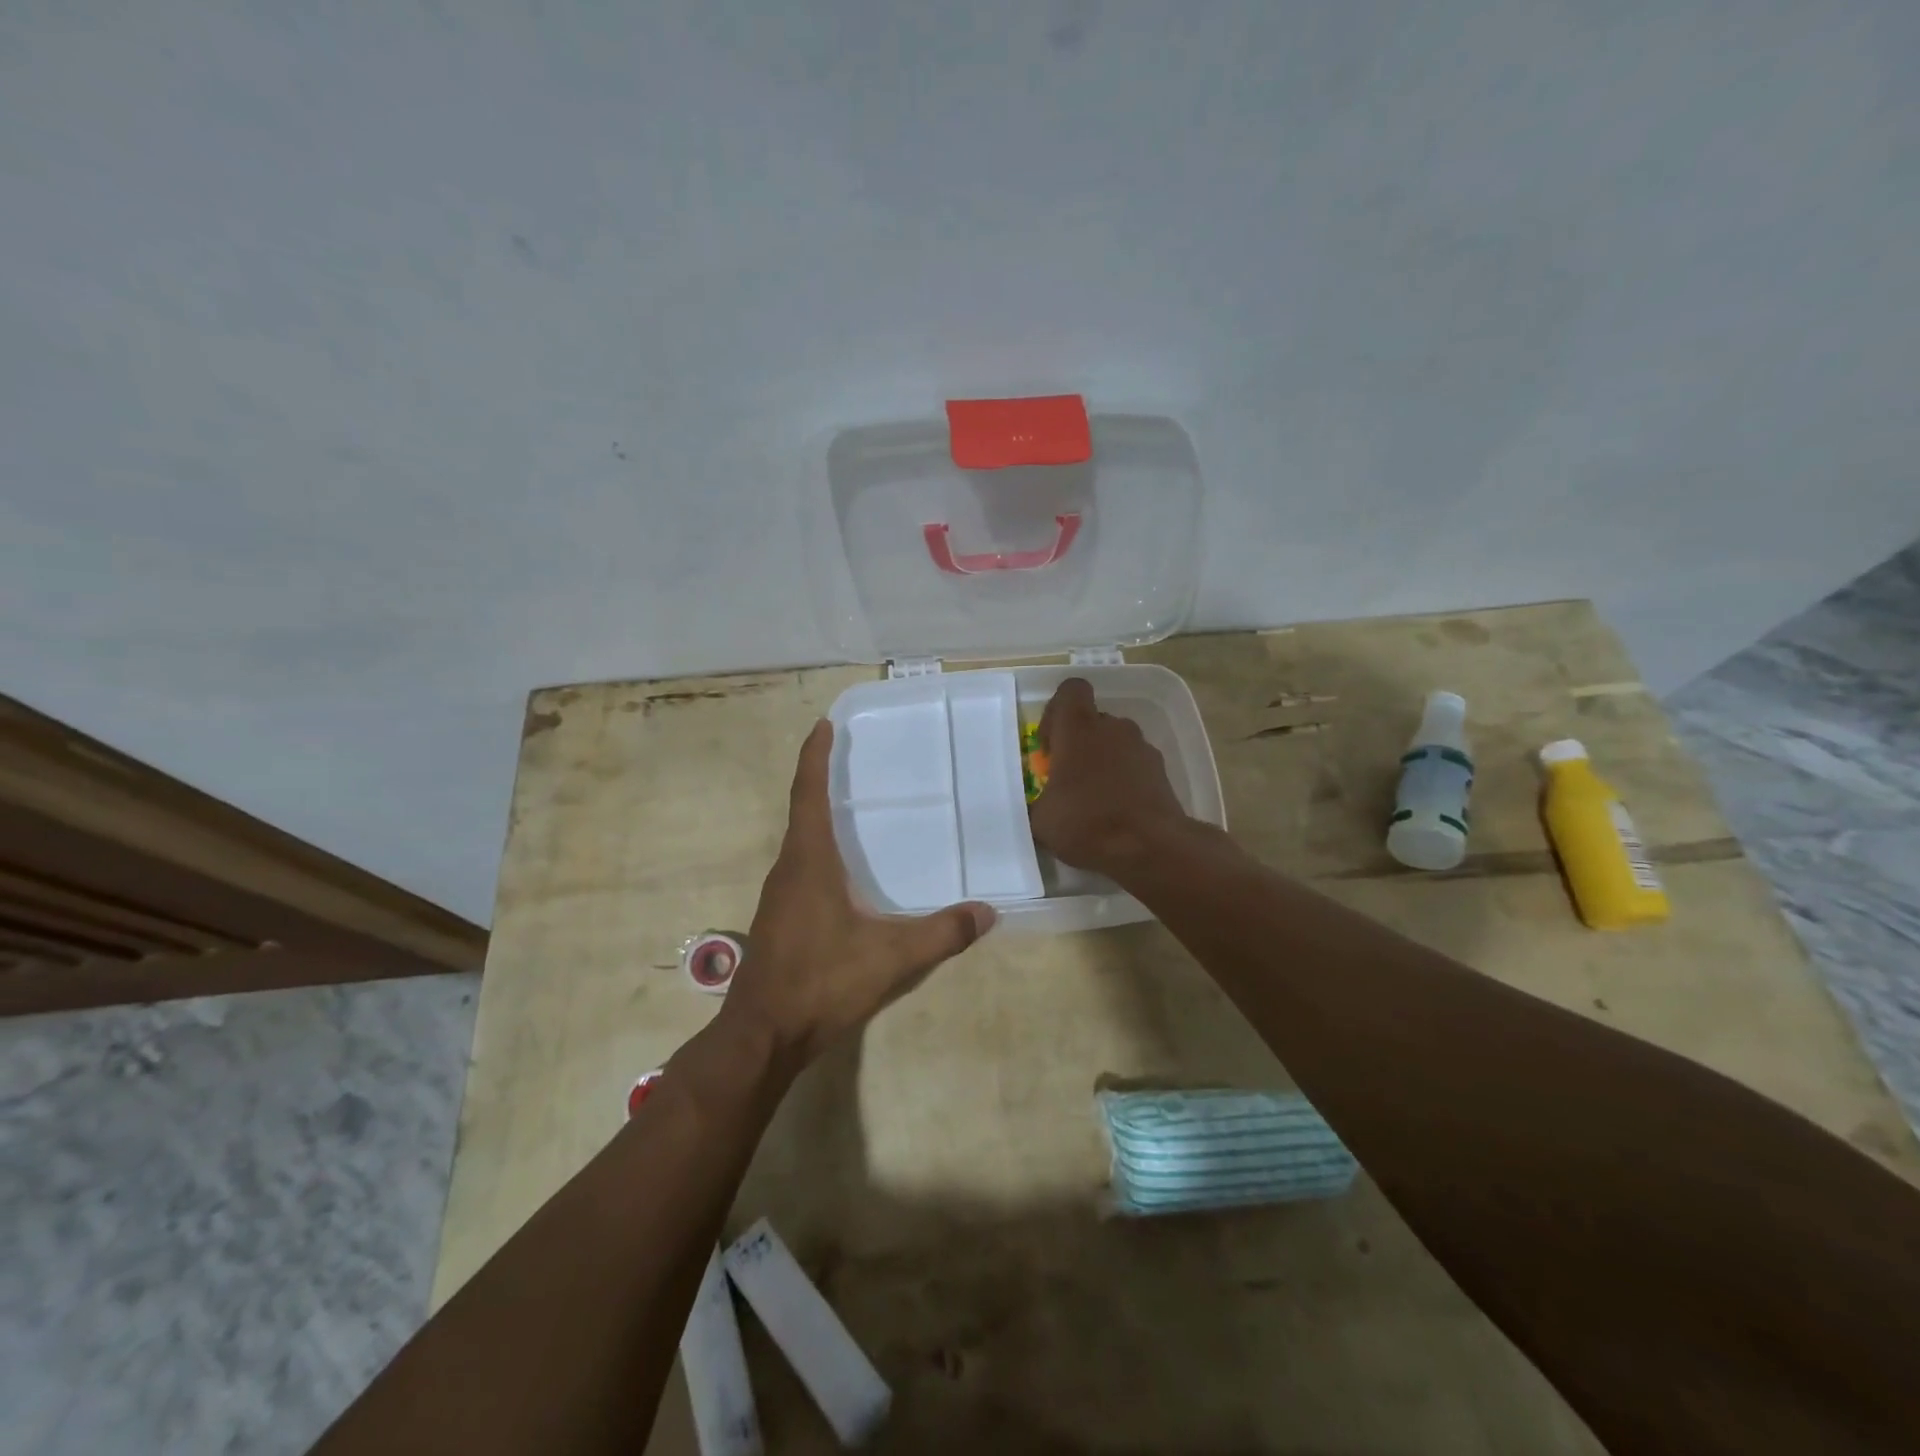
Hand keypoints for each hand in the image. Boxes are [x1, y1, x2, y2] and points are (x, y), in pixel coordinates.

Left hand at [722, 720, 995, 1070]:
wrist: (763, 1035)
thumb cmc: (821, 982)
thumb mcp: (890, 958)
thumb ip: (942, 934)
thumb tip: (988, 913)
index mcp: (809, 862)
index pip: (809, 794)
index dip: (815, 756)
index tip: (823, 725)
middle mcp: (789, 868)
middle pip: (802, 810)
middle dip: (820, 778)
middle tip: (849, 758)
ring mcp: (779, 895)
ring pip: (800, 841)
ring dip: (819, 815)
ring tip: (852, 806)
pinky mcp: (780, 918)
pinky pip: (800, 866)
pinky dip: (819, 848)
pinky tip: (843, 870)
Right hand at [1028, 678, 1192, 876]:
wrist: (1151, 846)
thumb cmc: (1087, 822)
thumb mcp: (1041, 820)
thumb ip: (1036, 802)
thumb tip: (1038, 806)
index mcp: (1078, 728)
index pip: (1071, 690)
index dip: (1057, 712)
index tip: (1050, 746)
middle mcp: (1112, 728)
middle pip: (1093, 720)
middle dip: (1079, 743)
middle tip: (1068, 778)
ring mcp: (1141, 747)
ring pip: (1116, 743)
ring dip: (1103, 761)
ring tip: (1094, 799)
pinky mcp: (1161, 770)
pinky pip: (1135, 765)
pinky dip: (1125, 780)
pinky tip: (1117, 811)